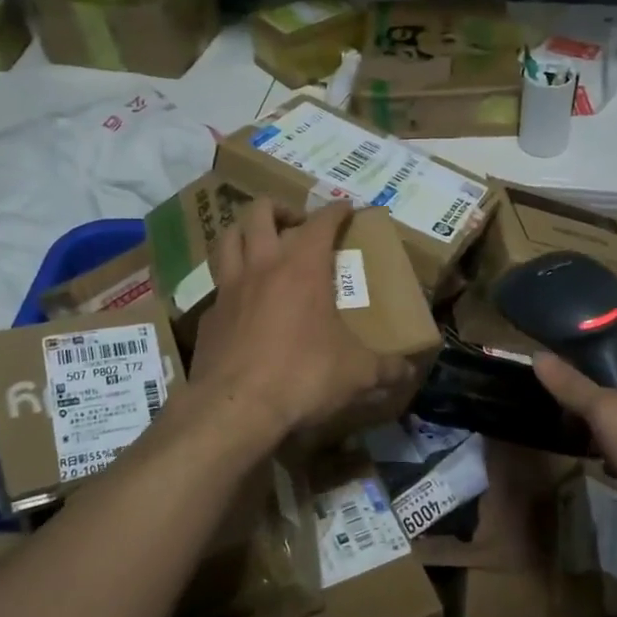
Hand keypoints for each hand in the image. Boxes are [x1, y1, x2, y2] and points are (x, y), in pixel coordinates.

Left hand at [184, 200, 411, 450]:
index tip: (346, 208)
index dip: (335, 210)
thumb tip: (408, 370)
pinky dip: (231, 281)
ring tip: (261, 244)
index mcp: (302, 267)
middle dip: (280, 209)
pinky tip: (243, 301)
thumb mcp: (356, 373)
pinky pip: (218, 285)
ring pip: (228, 238)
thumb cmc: (303, 376)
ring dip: (245, 232)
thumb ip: (385, 368)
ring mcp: (229, 288)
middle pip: (260, 212)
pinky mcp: (208, 316)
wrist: (235, 408)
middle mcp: (262, 266)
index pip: (321, 221)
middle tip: (296, 224)